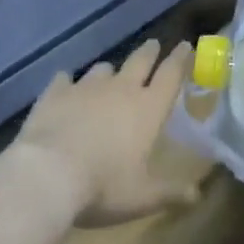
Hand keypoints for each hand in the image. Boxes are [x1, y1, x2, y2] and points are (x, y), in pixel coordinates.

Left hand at [9, 40, 197, 228]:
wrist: (47, 176)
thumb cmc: (103, 187)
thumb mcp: (141, 197)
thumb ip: (170, 192)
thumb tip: (197, 194)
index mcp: (148, 108)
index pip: (171, 74)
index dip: (181, 58)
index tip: (185, 45)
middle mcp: (121, 89)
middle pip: (140, 60)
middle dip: (150, 52)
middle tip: (153, 45)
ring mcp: (86, 88)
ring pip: (103, 68)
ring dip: (109, 72)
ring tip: (108, 76)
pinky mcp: (55, 94)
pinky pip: (64, 80)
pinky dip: (67, 82)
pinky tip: (64, 86)